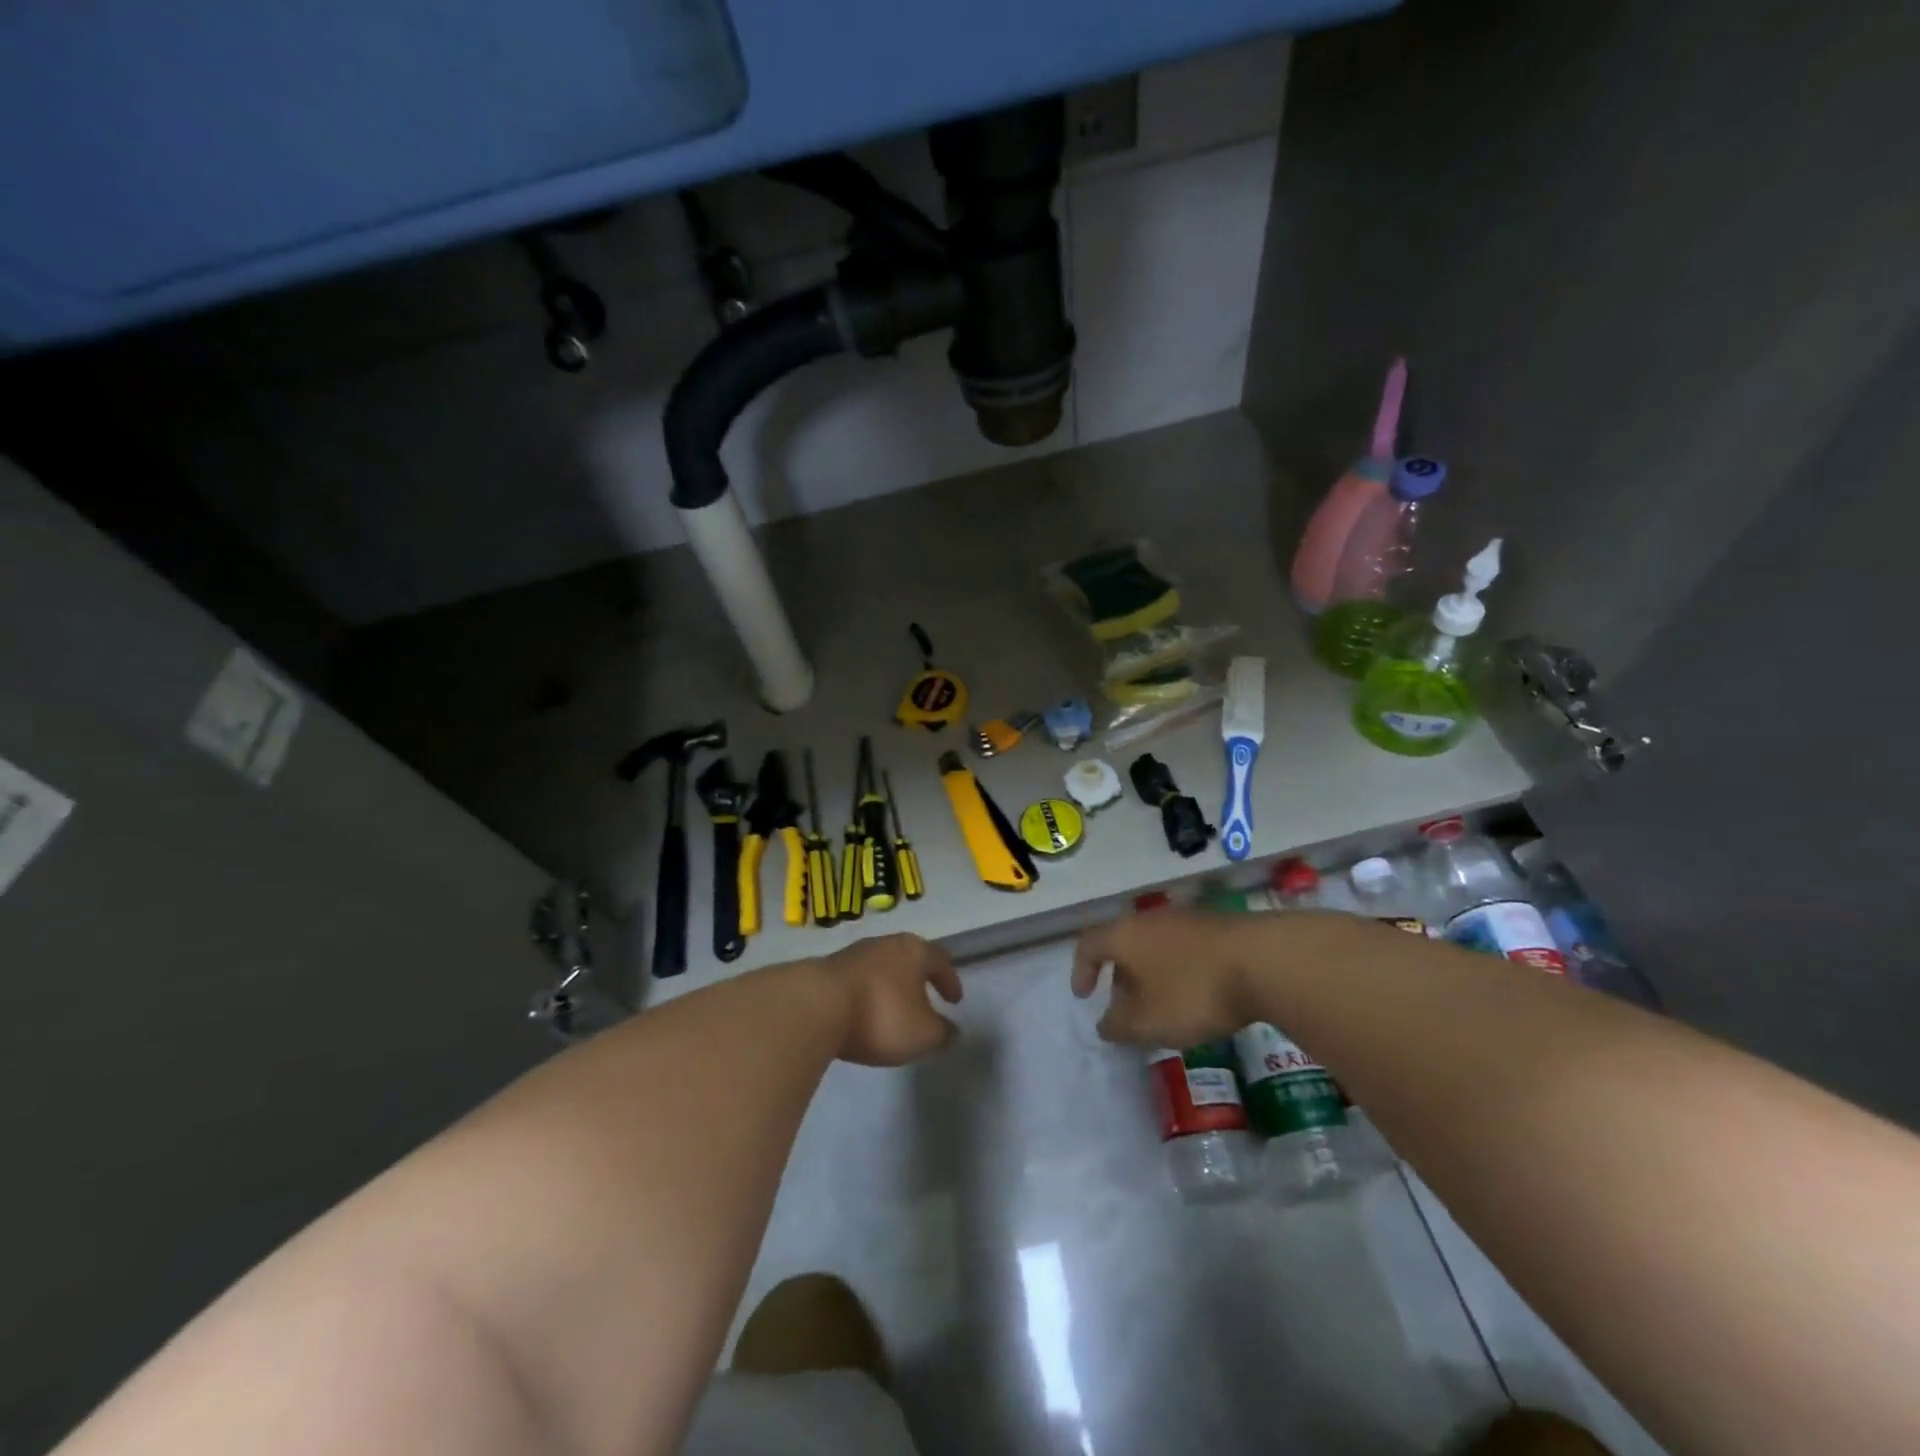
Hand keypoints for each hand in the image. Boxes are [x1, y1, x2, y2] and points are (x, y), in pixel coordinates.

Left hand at [822, 933, 962, 1066]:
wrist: (815, 1007)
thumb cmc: (880, 1015)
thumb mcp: (922, 1035)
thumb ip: (942, 1033)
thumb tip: (952, 1031)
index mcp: (914, 951)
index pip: (940, 960)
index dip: (950, 980)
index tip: (954, 1000)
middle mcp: (886, 944)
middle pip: (909, 957)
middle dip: (919, 977)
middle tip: (926, 997)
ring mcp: (854, 953)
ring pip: (882, 966)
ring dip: (891, 984)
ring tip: (893, 1008)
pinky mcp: (828, 969)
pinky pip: (858, 979)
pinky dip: (867, 992)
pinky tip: (863, 1011)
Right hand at [1071, 909, 1262, 1046]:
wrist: (1265, 961)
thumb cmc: (1193, 991)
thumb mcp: (1148, 1021)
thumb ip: (1119, 1026)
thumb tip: (1106, 1024)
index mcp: (1124, 935)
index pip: (1088, 945)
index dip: (1081, 971)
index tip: (1084, 997)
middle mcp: (1150, 919)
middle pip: (1124, 944)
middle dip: (1121, 977)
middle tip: (1127, 1008)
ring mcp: (1187, 919)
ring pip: (1156, 946)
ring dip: (1152, 974)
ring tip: (1164, 1005)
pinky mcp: (1218, 926)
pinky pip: (1185, 948)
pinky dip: (1180, 970)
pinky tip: (1198, 994)